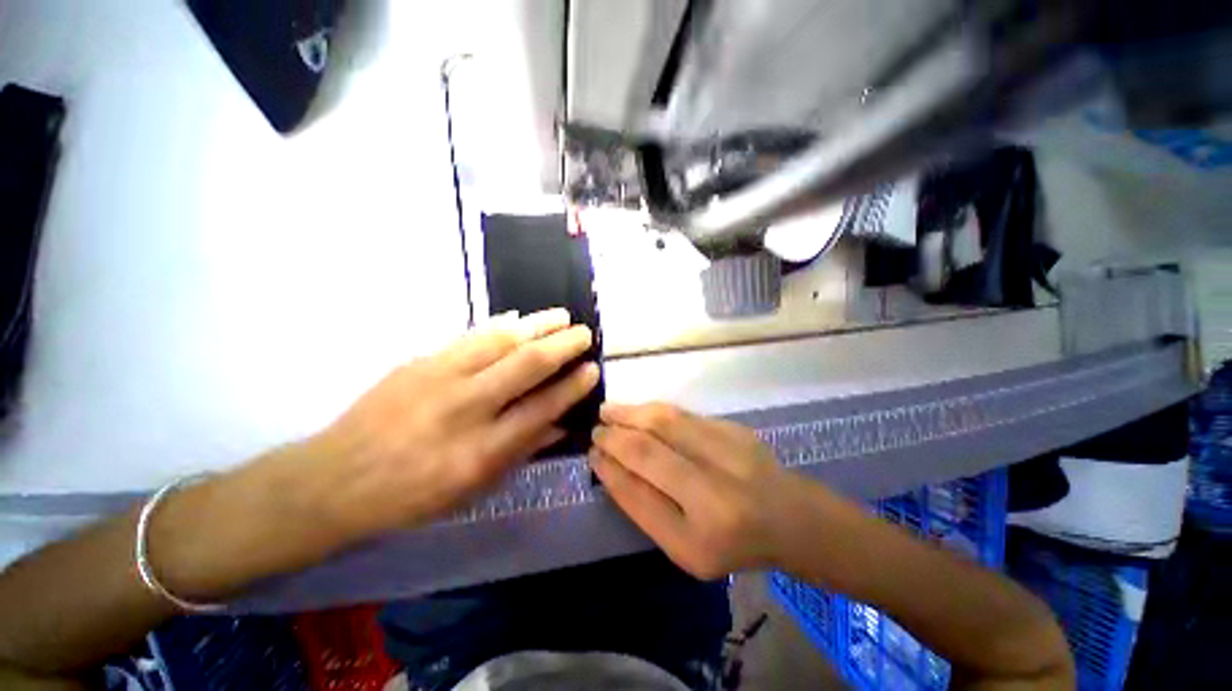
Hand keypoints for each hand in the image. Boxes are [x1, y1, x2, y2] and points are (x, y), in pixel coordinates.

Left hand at [309, 308, 598, 541]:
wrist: (335, 479)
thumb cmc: (411, 496)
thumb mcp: (473, 489)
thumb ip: (521, 452)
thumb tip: (560, 424)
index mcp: (482, 451)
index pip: (542, 408)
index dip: (572, 386)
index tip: (592, 369)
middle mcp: (466, 408)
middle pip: (526, 365)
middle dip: (563, 345)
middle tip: (585, 333)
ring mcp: (439, 378)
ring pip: (500, 341)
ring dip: (537, 325)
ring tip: (561, 315)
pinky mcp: (418, 362)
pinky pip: (468, 336)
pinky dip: (499, 324)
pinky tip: (518, 316)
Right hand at [589, 403, 795, 578]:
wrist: (792, 519)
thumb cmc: (734, 544)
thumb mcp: (685, 547)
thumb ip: (646, 508)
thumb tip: (611, 466)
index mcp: (698, 539)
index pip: (638, 495)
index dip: (609, 470)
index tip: (592, 454)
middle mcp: (714, 494)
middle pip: (648, 452)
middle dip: (614, 437)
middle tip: (595, 429)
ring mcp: (728, 455)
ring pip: (665, 423)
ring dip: (630, 414)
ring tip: (608, 411)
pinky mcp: (735, 430)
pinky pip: (683, 415)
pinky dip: (654, 411)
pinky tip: (639, 412)